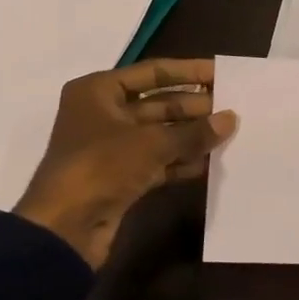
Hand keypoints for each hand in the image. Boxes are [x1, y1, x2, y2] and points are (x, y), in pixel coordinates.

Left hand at [13, 58, 236, 268]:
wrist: (64, 227)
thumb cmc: (101, 167)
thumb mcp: (152, 143)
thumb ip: (194, 132)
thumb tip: (230, 119)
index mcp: (98, 91)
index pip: (153, 73)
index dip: (189, 72)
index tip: (222, 73)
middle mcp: (103, 114)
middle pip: (158, 104)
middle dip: (195, 107)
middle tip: (234, 108)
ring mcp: (111, 148)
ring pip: (160, 134)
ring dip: (192, 135)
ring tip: (229, 134)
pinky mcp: (120, 177)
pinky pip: (158, 161)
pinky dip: (181, 161)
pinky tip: (210, 162)